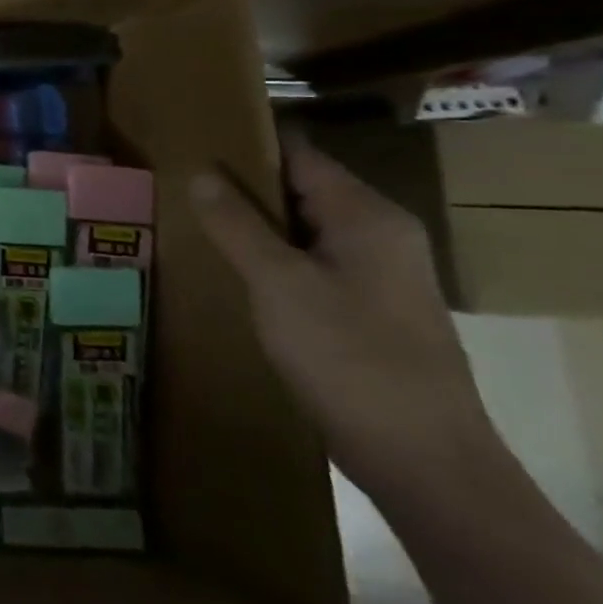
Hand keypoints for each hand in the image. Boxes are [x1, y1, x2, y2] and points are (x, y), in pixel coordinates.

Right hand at [189, 132, 500, 503]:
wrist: (425, 461)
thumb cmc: (350, 358)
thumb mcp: (277, 283)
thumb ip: (235, 224)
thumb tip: (200, 173)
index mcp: (366, 216)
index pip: (298, 154)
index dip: (245, 144)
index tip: (190, 142)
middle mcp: (380, 234)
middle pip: (300, 189)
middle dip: (241, 186)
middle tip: (178, 183)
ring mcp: (378, 274)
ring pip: (302, 229)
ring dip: (252, 225)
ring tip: (191, 221)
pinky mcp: (369, 309)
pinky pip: (310, 263)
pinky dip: (271, 258)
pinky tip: (231, 270)